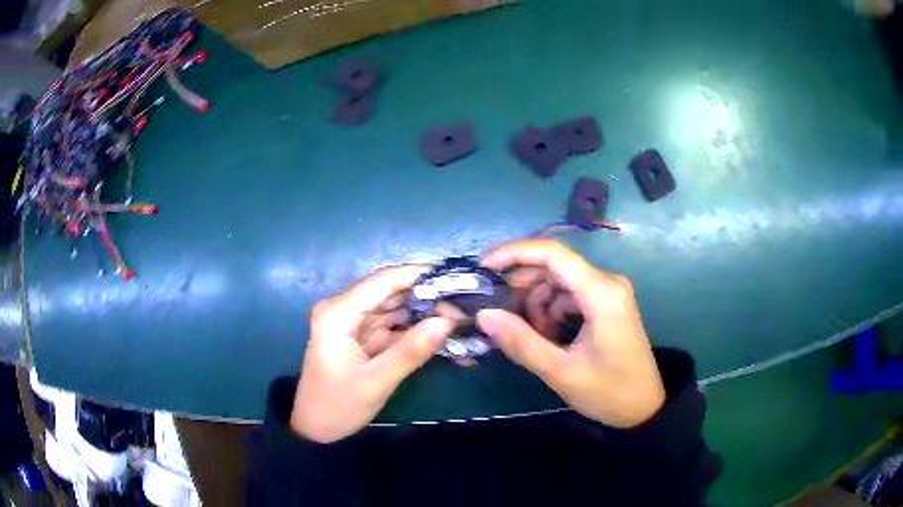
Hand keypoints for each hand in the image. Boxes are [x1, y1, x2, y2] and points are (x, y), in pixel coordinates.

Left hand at [290, 266, 454, 442]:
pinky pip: (394, 326)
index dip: (420, 275)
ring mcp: (354, 322)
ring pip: (396, 308)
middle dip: (429, 297)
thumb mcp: (375, 382)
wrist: (315, 429)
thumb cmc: (337, 406)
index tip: (457, 279)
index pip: (383, 281)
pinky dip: (416, 331)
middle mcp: (345, 309)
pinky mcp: (362, 336)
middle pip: (392, 292)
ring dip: (426, 313)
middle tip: (466, 308)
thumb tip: (447, 322)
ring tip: (462, 319)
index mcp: (339, 313)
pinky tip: (442, 335)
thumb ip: (410, 351)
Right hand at [477, 238, 664, 427]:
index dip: (514, 253)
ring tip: (530, 337)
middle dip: (523, 287)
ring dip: (537, 304)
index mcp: (601, 293)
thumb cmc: (608, 392)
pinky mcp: (606, 305)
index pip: (553, 253)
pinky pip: (569, 297)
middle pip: (554, 267)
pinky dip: (551, 312)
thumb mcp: (561, 372)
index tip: (483, 266)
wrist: (644, 409)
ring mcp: (608, 293)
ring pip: (559, 283)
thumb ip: (521, 341)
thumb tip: (484, 314)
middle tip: (499, 314)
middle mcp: (607, 282)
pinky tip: (547, 338)